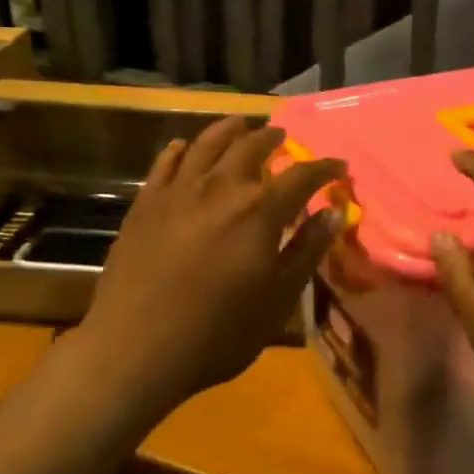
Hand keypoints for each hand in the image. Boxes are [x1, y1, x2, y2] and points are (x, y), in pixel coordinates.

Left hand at [73, 116, 345, 417]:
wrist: (135, 348)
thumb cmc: (218, 332)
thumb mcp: (277, 298)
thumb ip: (307, 250)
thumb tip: (333, 212)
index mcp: (259, 210)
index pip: (302, 175)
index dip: (324, 168)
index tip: (339, 167)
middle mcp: (221, 187)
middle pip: (252, 147)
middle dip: (273, 138)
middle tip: (284, 138)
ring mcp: (178, 191)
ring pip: (207, 144)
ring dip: (229, 130)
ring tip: (241, 124)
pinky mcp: (145, 204)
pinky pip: (165, 164)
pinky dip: (181, 150)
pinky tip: (185, 147)